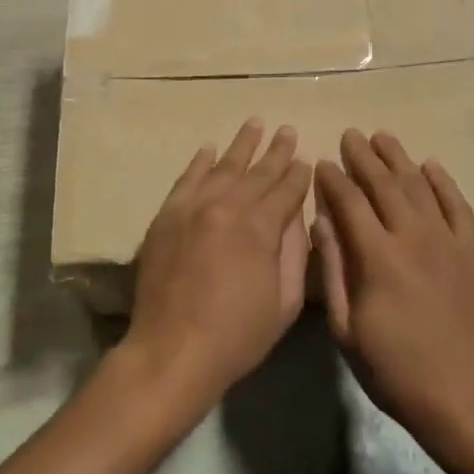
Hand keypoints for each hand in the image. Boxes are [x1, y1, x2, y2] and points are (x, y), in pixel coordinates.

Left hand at [120, 120, 312, 415]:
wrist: (172, 350)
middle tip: (288, 130)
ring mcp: (194, 206)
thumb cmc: (237, 334)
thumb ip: (293, 252)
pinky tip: (210, 148)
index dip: (298, 174)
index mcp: (261, 227)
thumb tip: (294, 215)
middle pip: (258, 172)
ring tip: (255, 123)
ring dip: (242, 144)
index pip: (286, 190)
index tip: (306, 160)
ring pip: (224, 166)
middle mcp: (228, 206)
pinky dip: (200, 161)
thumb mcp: (284, 302)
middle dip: (277, 151)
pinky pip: (187, 178)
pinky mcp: (168, 214)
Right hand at [314, 130, 473, 455]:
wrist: (460, 394)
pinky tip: (430, 164)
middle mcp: (412, 237)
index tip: (322, 162)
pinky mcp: (471, 250)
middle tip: (350, 135)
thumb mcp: (346, 328)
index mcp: (377, 257)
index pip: (349, 202)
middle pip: (384, 184)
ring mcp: (446, 241)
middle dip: (363, 156)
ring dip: (398, 158)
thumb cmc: (392, 367)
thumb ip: (333, 270)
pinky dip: (443, 181)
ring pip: (419, 186)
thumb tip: (321, 222)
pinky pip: (457, 205)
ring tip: (382, 137)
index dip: (333, 179)